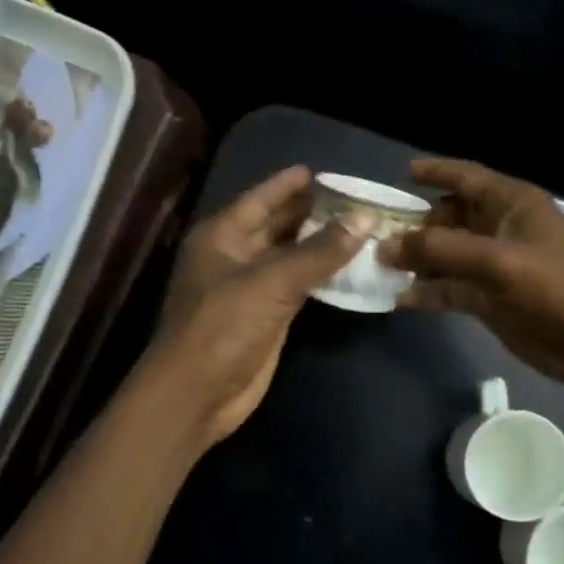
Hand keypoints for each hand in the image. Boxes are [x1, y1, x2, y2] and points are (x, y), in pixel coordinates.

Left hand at [152, 166, 364, 443]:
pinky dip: (321, 275)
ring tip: (361, 225)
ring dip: (320, 243)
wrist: (198, 393)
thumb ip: (319, 251)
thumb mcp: (271, 282)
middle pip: (277, 224)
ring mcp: (250, 288)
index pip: (261, 199)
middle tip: (355, 198)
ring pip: (290, 256)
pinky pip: (298, 286)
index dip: (290, 184)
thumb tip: (365, 218)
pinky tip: (350, 265)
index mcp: (222, 236)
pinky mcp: (267, 316)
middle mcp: (234, 256)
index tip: (323, 171)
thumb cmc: (223, 326)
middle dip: (311, 211)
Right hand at [384, 158, 563, 384]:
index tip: (401, 174)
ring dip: (417, 260)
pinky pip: (451, 288)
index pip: (466, 177)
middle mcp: (500, 229)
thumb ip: (440, 250)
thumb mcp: (497, 261)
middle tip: (378, 235)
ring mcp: (494, 266)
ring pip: (447, 255)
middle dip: (416, 224)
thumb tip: (387, 246)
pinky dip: (428, 291)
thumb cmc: (555, 285)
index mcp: (511, 205)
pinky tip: (400, 298)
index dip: (436, 172)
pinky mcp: (490, 299)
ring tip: (379, 266)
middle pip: (450, 217)